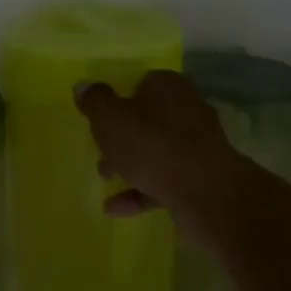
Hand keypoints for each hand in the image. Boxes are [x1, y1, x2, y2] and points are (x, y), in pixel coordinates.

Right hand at [75, 70, 255, 228]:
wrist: (206, 194)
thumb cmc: (153, 146)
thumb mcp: (111, 119)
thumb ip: (95, 101)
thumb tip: (83, 86)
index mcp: (168, 87)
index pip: (140, 83)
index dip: (118, 100)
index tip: (100, 119)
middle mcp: (187, 109)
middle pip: (147, 119)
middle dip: (122, 137)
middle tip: (101, 150)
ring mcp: (198, 145)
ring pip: (156, 151)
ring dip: (130, 165)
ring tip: (106, 179)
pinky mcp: (202, 177)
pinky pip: (164, 180)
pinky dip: (141, 191)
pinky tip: (117, 208)